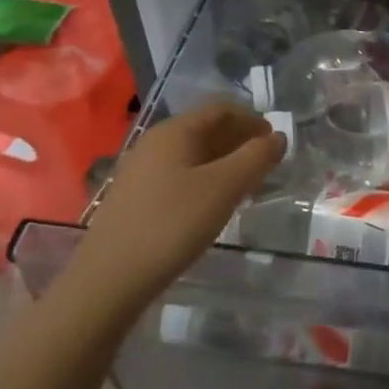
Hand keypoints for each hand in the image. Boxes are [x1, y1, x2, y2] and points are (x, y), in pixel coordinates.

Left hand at [70, 102, 284, 320]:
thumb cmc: (172, 224)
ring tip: (246, 184)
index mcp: (174, 131)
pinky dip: (204, 179)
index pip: (221, 110)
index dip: (252, 120)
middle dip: (239, 140)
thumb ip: (256, 158)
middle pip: (205, 129)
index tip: (275, 140)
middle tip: (265, 162)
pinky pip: (178, 175)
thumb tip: (278, 137)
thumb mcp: (224, 188)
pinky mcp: (135, 198)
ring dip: (223, 162)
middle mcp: (154, 143)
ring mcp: (141, 171)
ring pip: (192, 154)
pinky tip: (213, 203)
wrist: (109, 279)